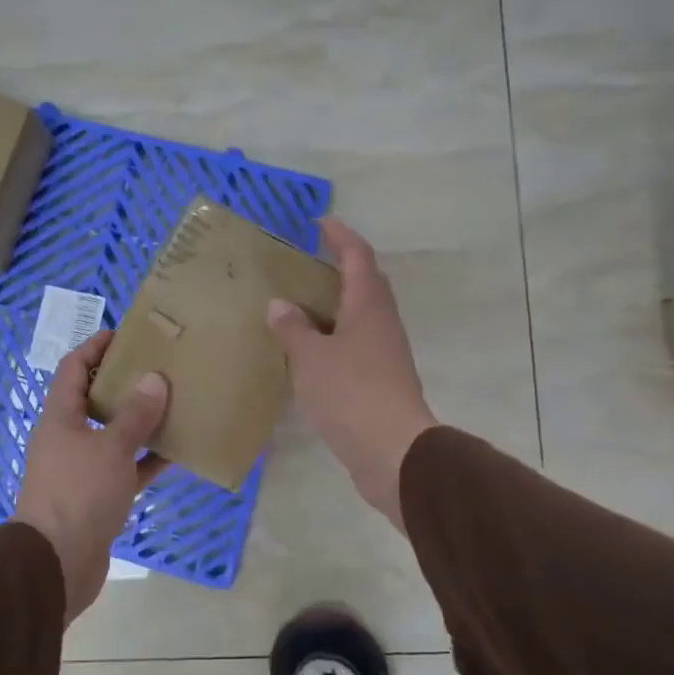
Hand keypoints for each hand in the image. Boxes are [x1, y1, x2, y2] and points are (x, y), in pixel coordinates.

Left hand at [14, 329, 169, 620]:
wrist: (55, 565)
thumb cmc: (79, 494)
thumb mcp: (111, 448)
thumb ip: (135, 415)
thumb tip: (154, 379)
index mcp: (59, 418)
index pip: (73, 368)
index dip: (95, 347)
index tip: (123, 334)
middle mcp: (67, 439)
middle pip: (94, 400)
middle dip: (123, 383)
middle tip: (157, 368)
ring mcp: (80, 470)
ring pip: (113, 436)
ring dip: (139, 422)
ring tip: (173, 404)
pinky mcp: (96, 498)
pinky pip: (125, 469)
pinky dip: (146, 461)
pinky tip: (176, 453)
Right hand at [266, 218, 435, 527]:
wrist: (392, 452)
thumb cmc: (351, 393)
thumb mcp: (310, 357)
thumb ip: (293, 328)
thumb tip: (280, 305)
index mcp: (368, 305)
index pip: (357, 256)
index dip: (340, 236)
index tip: (319, 222)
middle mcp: (381, 322)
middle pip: (364, 283)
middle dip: (339, 267)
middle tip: (304, 264)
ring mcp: (384, 353)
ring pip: (359, 316)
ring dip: (334, 305)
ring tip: (298, 305)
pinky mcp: (380, 381)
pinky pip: (354, 345)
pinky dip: (332, 338)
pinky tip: (308, 351)